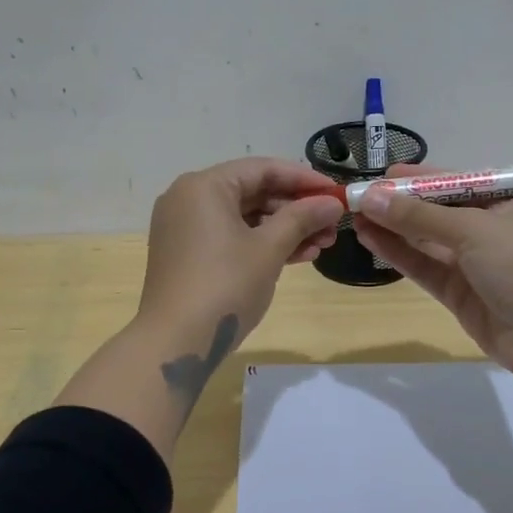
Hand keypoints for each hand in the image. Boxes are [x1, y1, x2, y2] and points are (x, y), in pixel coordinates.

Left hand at [137, 157, 343, 347]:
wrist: (175, 343)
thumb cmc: (224, 286)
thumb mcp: (269, 249)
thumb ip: (302, 219)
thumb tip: (333, 203)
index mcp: (204, 186)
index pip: (263, 169)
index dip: (304, 179)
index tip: (337, 193)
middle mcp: (189, 198)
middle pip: (253, 192)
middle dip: (297, 209)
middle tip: (333, 224)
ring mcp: (185, 228)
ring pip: (244, 217)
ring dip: (284, 229)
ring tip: (323, 245)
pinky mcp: (188, 254)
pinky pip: (231, 237)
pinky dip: (261, 244)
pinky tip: (298, 256)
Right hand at [352, 165, 512, 381]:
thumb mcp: (471, 228)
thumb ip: (418, 215)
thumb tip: (370, 197)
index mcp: (504, 201)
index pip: (454, 182)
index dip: (417, 179)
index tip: (379, 176)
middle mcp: (489, 228)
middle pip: (435, 211)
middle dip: (398, 204)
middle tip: (356, 197)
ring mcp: (473, 263)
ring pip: (425, 240)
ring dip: (392, 228)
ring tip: (354, 217)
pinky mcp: (459, 293)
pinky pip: (424, 267)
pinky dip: (398, 254)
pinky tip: (370, 239)